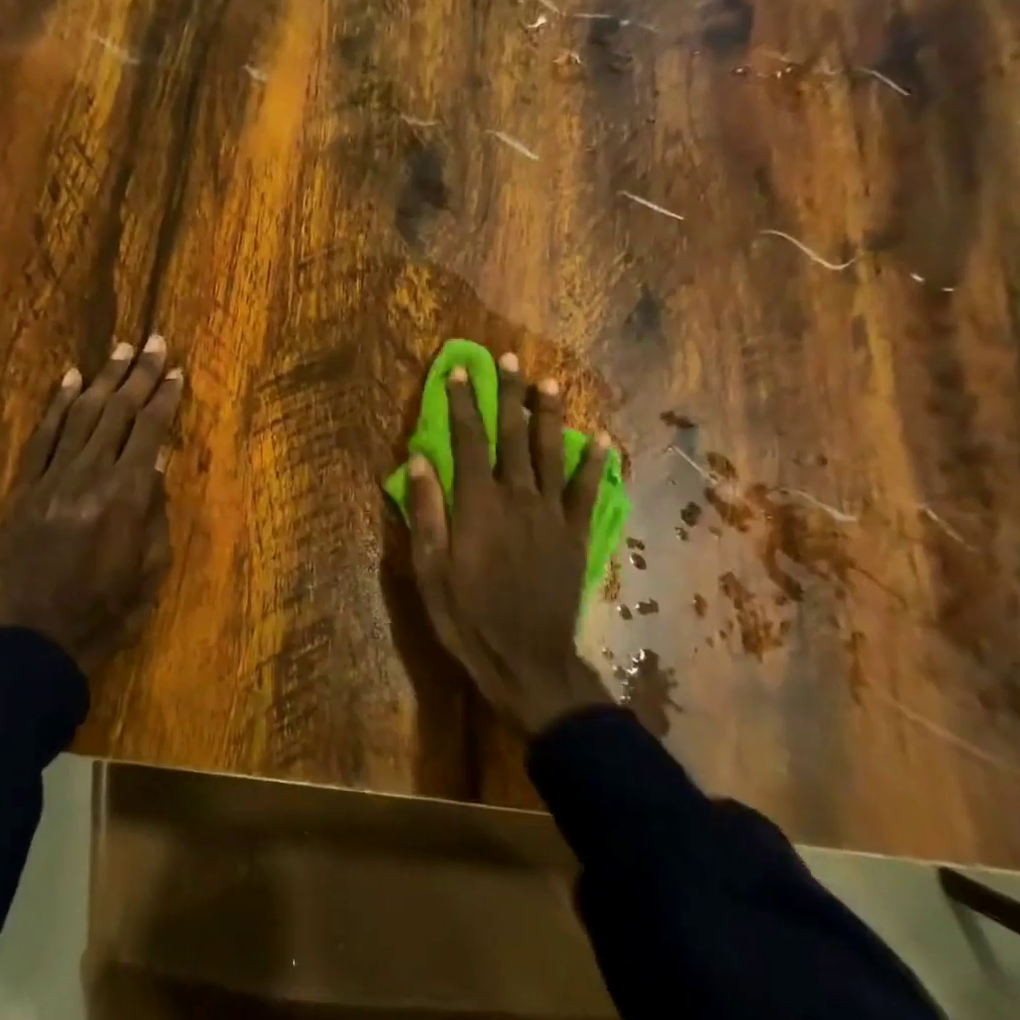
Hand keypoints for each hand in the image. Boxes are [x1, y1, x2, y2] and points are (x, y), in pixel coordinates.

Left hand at [0, 335, 182, 671]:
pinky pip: (42, 436)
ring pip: (80, 414)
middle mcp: (88, 475)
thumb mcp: (148, 573)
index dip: (164, 398)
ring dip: (101, 378)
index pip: (148, 431)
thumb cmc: (103, 615)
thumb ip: (155, 515)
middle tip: (153, 340)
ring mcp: (51, 478)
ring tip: (119, 349)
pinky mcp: (23, 488)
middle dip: (138, 374)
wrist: (29, 642)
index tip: (176, 371)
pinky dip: (57, 405)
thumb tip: (156, 465)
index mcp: (125, 497)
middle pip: (116, 412)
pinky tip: (70, 379)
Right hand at [405, 353, 612, 736]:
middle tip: (509, 359)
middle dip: (509, 395)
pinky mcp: (577, 534)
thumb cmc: (468, 616)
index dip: (464, 404)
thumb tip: (419, 459)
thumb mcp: (430, 570)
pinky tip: (600, 440)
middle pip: (513, 436)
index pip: (468, 441)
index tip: (460, 372)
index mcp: (478, 505)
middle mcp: (518, 498)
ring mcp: (552, 515)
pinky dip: (594, 464)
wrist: (528, 660)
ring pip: (552, 453)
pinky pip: (588, 491)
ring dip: (550, 415)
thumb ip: (427, 511)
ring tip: (549, 382)